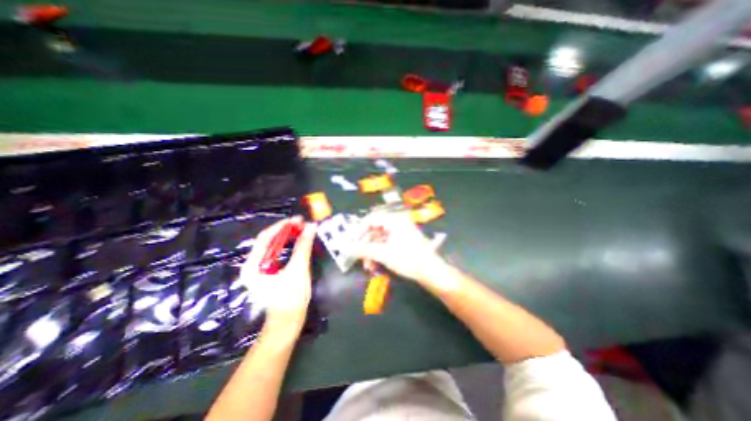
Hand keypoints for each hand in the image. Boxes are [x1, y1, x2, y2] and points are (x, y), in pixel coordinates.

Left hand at [239, 217, 317, 337]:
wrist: (288, 322)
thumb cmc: (291, 298)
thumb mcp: (298, 269)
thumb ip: (303, 246)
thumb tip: (311, 227)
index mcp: (252, 266)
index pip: (265, 237)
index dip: (282, 226)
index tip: (299, 220)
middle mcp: (252, 265)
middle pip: (268, 240)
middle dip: (286, 230)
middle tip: (303, 224)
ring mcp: (259, 269)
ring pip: (273, 246)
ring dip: (288, 236)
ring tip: (303, 230)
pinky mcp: (268, 272)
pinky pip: (277, 253)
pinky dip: (288, 245)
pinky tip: (298, 241)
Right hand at [356, 212, 443, 283]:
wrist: (431, 272)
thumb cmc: (408, 259)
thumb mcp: (383, 254)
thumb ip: (364, 249)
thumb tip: (348, 249)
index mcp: (394, 219)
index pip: (371, 219)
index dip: (359, 230)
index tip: (351, 242)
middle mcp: (397, 222)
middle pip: (374, 230)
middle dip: (365, 245)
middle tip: (358, 257)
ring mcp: (401, 232)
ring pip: (379, 239)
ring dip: (371, 252)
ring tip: (368, 266)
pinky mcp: (403, 241)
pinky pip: (386, 244)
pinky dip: (379, 253)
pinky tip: (375, 265)